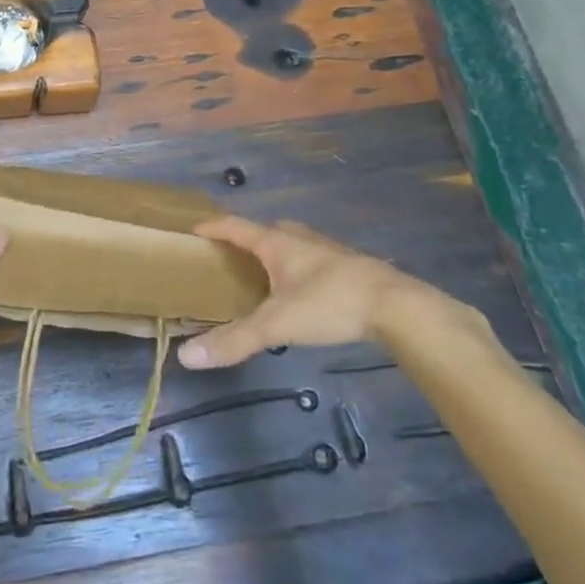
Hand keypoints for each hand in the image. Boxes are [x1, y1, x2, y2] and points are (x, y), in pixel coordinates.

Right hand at [178, 216, 436, 369]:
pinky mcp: (351, 269)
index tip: (194, 230)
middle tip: (231, 257)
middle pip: (267, 231)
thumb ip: (235, 340)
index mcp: (277, 243)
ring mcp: (329, 252)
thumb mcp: (277, 325)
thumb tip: (187, 357)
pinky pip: (314, 261)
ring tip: (264, 275)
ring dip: (276, 253)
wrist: (398, 307)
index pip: (236, 226)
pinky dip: (300, 269)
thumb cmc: (330, 304)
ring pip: (294, 244)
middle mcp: (301, 240)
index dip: (214, 227)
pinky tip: (303, 293)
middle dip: (247, 240)